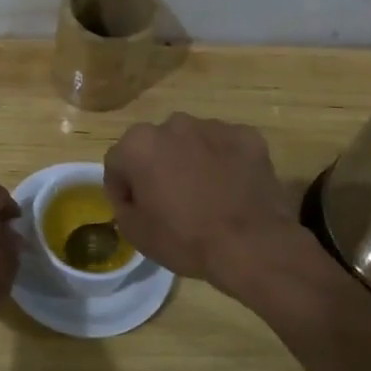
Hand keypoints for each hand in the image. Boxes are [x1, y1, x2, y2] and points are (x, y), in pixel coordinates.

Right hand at [104, 114, 296, 292]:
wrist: (252, 245)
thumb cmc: (186, 240)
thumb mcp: (136, 233)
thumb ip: (123, 206)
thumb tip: (132, 198)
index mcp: (139, 144)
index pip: (117, 162)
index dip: (122, 189)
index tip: (134, 210)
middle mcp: (174, 125)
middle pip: (156, 146)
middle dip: (157, 168)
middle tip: (170, 201)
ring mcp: (214, 127)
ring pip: (192, 142)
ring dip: (191, 161)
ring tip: (205, 195)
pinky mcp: (247, 136)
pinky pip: (227, 147)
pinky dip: (225, 163)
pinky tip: (232, 190)